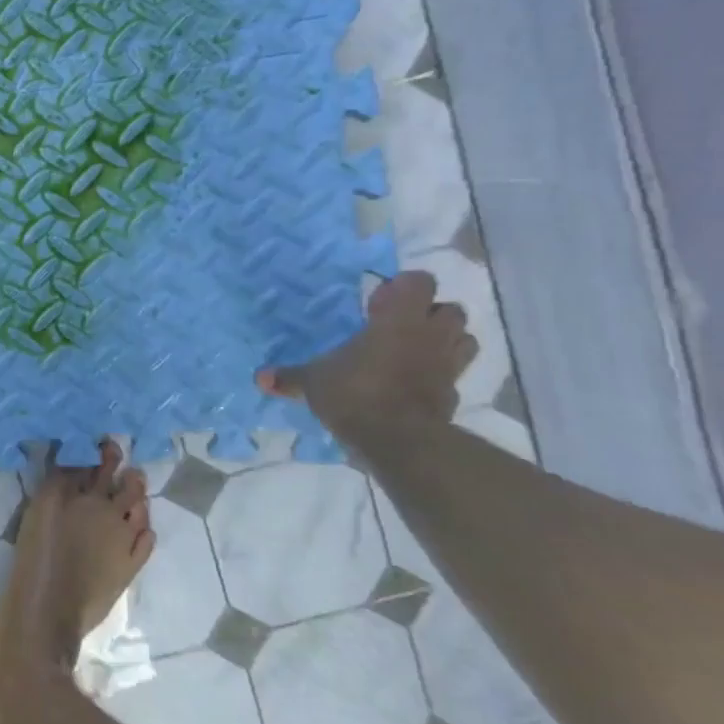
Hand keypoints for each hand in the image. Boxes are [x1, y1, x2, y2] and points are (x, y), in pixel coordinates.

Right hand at [257, 271, 477, 440]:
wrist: (400, 441)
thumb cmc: (355, 393)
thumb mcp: (313, 382)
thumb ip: (290, 377)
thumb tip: (260, 377)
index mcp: (399, 320)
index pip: (420, 282)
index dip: (404, 286)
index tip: (379, 300)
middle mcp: (430, 336)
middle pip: (451, 310)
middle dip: (430, 313)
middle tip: (398, 325)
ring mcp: (448, 366)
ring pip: (464, 340)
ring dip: (445, 340)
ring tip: (414, 350)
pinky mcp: (453, 395)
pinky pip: (454, 374)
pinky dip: (440, 374)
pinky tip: (414, 384)